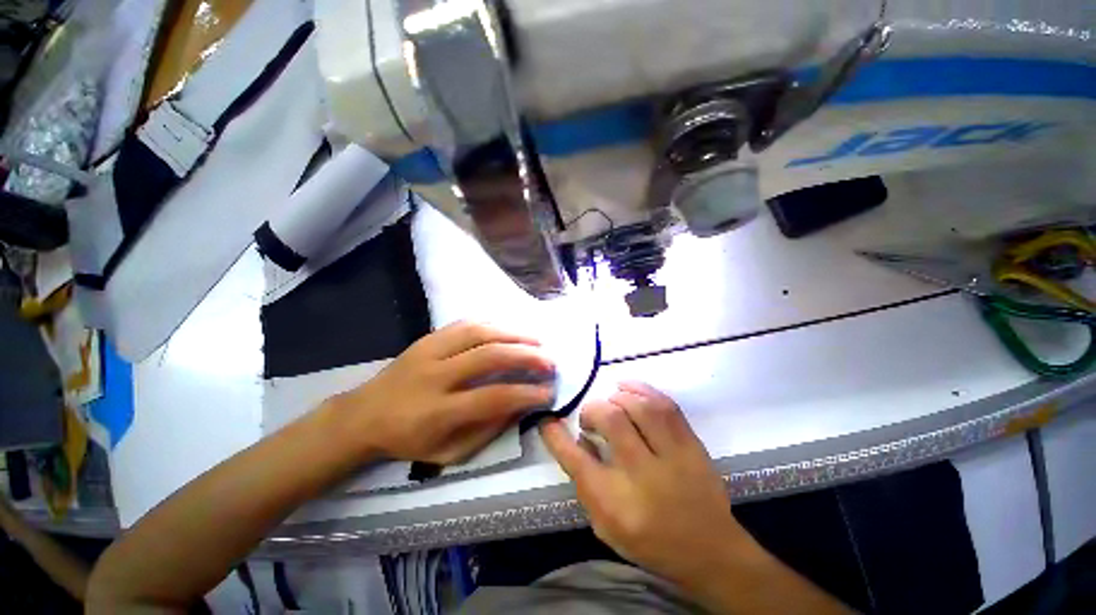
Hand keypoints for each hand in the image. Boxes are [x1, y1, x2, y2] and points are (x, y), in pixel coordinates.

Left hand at [331, 321, 554, 464]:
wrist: (362, 415)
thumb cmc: (408, 440)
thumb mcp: (448, 452)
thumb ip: (487, 430)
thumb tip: (520, 406)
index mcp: (438, 412)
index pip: (494, 397)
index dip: (527, 393)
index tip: (549, 392)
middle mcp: (435, 375)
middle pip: (489, 356)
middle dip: (527, 357)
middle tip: (550, 362)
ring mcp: (429, 351)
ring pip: (480, 333)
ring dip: (514, 335)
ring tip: (537, 341)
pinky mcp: (427, 338)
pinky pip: (466, 324)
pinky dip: (493, 325)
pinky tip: (509, 331)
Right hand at [542, 382, 753, 589]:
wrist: (711, 551)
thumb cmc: (651, 542)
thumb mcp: (606, 526)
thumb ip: (586, 484)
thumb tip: (582, 440)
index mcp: (616, 503)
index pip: (576, 461)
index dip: (556, 435)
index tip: (548, 420)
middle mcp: (643, 475)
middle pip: (611, 421)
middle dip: (593, 410)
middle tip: (590, 417)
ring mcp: (673, 456)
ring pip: (640, 407)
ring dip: (618, 397)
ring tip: (611, 401)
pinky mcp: (692, 444)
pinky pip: (666, 404)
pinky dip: (642, 389)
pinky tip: (629, 389)